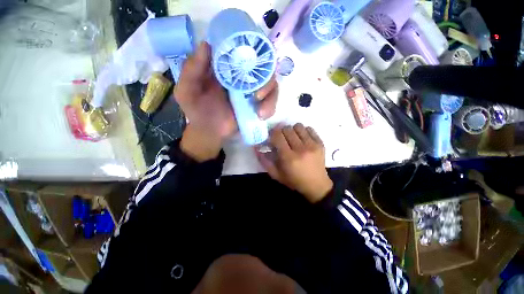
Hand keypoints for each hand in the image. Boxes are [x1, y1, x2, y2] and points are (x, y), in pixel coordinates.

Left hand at [175, 41, 277, 161]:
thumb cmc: (198, 110)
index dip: (251, 50)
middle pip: (263, 67)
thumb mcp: (187, 90)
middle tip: (257, 95)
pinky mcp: (258, 104)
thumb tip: (207, 44)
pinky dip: (270, 107)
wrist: (211, 132)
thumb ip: (192, 69)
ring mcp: (252, 91)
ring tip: (259, 111)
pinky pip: (272, 101)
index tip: (252, 60)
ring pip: (271, 84)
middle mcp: (242, 76)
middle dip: (265, 78)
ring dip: (269, 95)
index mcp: (226, 68)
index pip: (243, 51)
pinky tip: (261, 115)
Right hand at [256, 124, 332, 202]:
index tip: (272, 137)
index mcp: (289, 158)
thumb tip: (256, 147)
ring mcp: (313, 145)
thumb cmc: (294, 181)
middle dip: (281, 132)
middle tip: (281, 138)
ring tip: (292, 137)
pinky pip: (309, 129)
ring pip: (298, 126)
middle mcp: (301, 149)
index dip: (272, 133)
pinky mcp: (320, 143)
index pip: (278, 135)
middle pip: (287, 129)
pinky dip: (303, 131)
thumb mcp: (276, 174)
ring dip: (292, 130)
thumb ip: (264, 161)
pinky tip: (302, 138)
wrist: (317, 185)